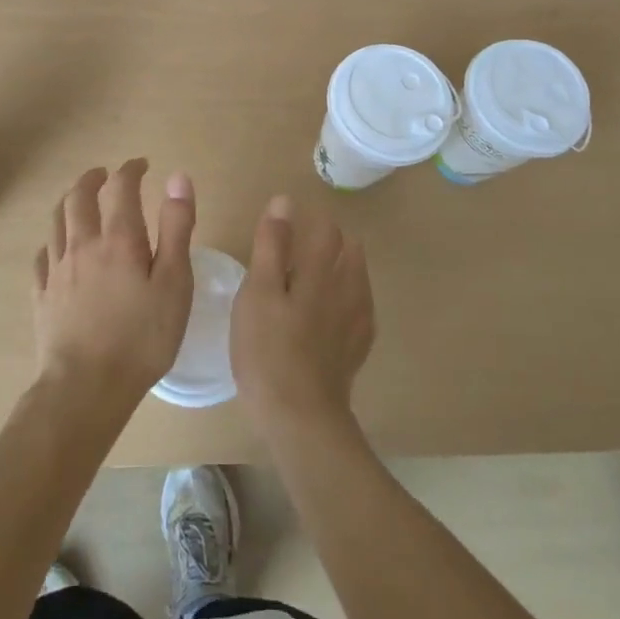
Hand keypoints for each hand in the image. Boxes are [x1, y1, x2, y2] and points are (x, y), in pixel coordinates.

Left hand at [33, 160, 195, 416]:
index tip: (141, 165)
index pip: (121, 187)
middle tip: (104, 174)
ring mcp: (57, 271)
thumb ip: (176, 228)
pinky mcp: (42, 297)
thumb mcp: (174, 282)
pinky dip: (52, 241)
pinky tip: (57, 249)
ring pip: (56, 222)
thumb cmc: (141, 337)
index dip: (130, 170)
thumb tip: (177, 177)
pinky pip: (42, 256)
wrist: (85, 389)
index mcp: (119, 239)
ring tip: (79, 201)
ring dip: (69, 202)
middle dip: (92, 179)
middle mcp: (83, 245)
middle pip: (78, 197)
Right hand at [231, 195, 375, 440]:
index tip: (293, 222)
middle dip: (332, 241)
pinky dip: (349, 299)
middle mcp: (348, 290)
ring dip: (344, 268)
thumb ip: (272, 245)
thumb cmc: (268, 349)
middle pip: (350, 251)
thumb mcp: (258, 292)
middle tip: (303, 246)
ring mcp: (357, 322)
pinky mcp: (357, 349)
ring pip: (358, 279)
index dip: (313, 219)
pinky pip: (361, 310)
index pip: (328, 230)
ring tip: (319, 275)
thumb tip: (284, 202)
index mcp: (322, 272)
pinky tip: (334, 313)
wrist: (300, 417)